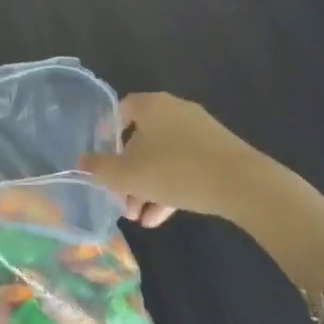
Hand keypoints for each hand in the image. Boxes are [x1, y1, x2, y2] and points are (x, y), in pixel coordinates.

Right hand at [79, 93, 279, 226]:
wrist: (242, 183)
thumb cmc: (175, 170)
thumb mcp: (128, 174)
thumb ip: (100, 168)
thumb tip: (81, 162)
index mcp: (151, 105)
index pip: (121, 110)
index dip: (107, 135)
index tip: (103, 162)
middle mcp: (175, 110)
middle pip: (142, 138)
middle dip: (129, 173)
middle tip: (122, 200)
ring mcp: (200, 131)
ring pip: (163, 157)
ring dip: (148, 186)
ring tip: (140, 218)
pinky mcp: (218, 152)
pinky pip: (185, 166)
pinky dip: (171, 187)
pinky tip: (161, 217)